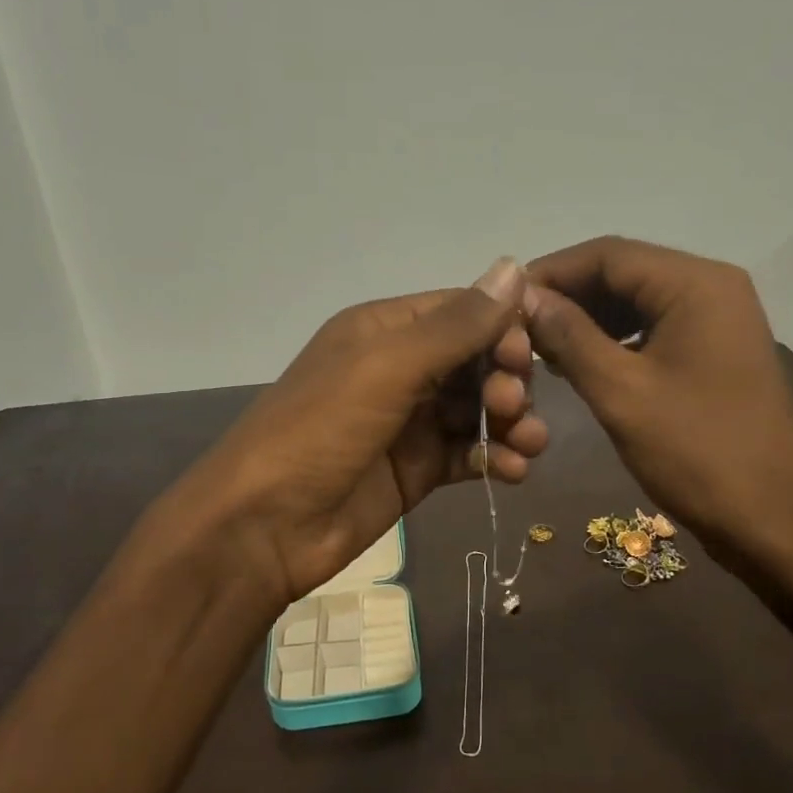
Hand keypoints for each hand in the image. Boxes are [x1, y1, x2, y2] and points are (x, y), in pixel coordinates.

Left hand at [160, 259, 547, 606]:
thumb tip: (514, 266)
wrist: (264, 526)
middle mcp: (399, 369)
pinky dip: (494, 458)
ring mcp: (409, 423)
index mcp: (384, 330)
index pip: (461, 312)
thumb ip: (454, 326)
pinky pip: (468, 454)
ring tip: (528, 445)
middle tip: (513, 406)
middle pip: (476, 361)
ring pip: (477, 409)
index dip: (502, 326)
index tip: (527, 355)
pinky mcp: (417, 470)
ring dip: (510, 422)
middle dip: (506, 379)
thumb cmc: (319, 431)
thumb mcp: (385, 368)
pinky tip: (512, 472)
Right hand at [524, 236, 792, 567]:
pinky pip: (654, 330)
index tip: (503, 302)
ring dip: (588, 320)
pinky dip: (614, 341)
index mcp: (695, 285)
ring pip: (637, 303)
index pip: (608, 254)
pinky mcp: (715, 354)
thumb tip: (525, 296)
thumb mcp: (621, 392)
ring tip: (540, 349)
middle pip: (623, 273)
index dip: (551, 273)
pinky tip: (580, 365)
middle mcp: (711, 289)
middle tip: (516, 330)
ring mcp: (718, 322)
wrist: (775, 521)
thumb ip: (569, 337)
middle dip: (568, 298)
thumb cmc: (697, 453)